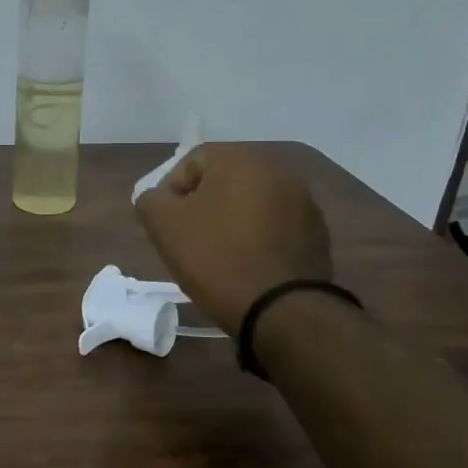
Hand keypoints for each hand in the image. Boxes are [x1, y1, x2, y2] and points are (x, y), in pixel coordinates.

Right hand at [135, 144, 332, 333]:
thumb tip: (160, 198)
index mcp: (241, 159)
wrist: (280, 309)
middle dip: (203, 204)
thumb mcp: (163, 225)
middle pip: (225, 180)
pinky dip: (257, 238)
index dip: (171, 191)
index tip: (165, 223)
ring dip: (231, 220)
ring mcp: (304, 201)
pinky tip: (247, 264)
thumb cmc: (215, 257)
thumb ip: (151, 200)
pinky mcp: (316, 232)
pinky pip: (274, 226)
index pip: (192, 161)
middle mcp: (278, 170)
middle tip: (188, 237)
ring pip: (251, 203)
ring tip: (218, 254)